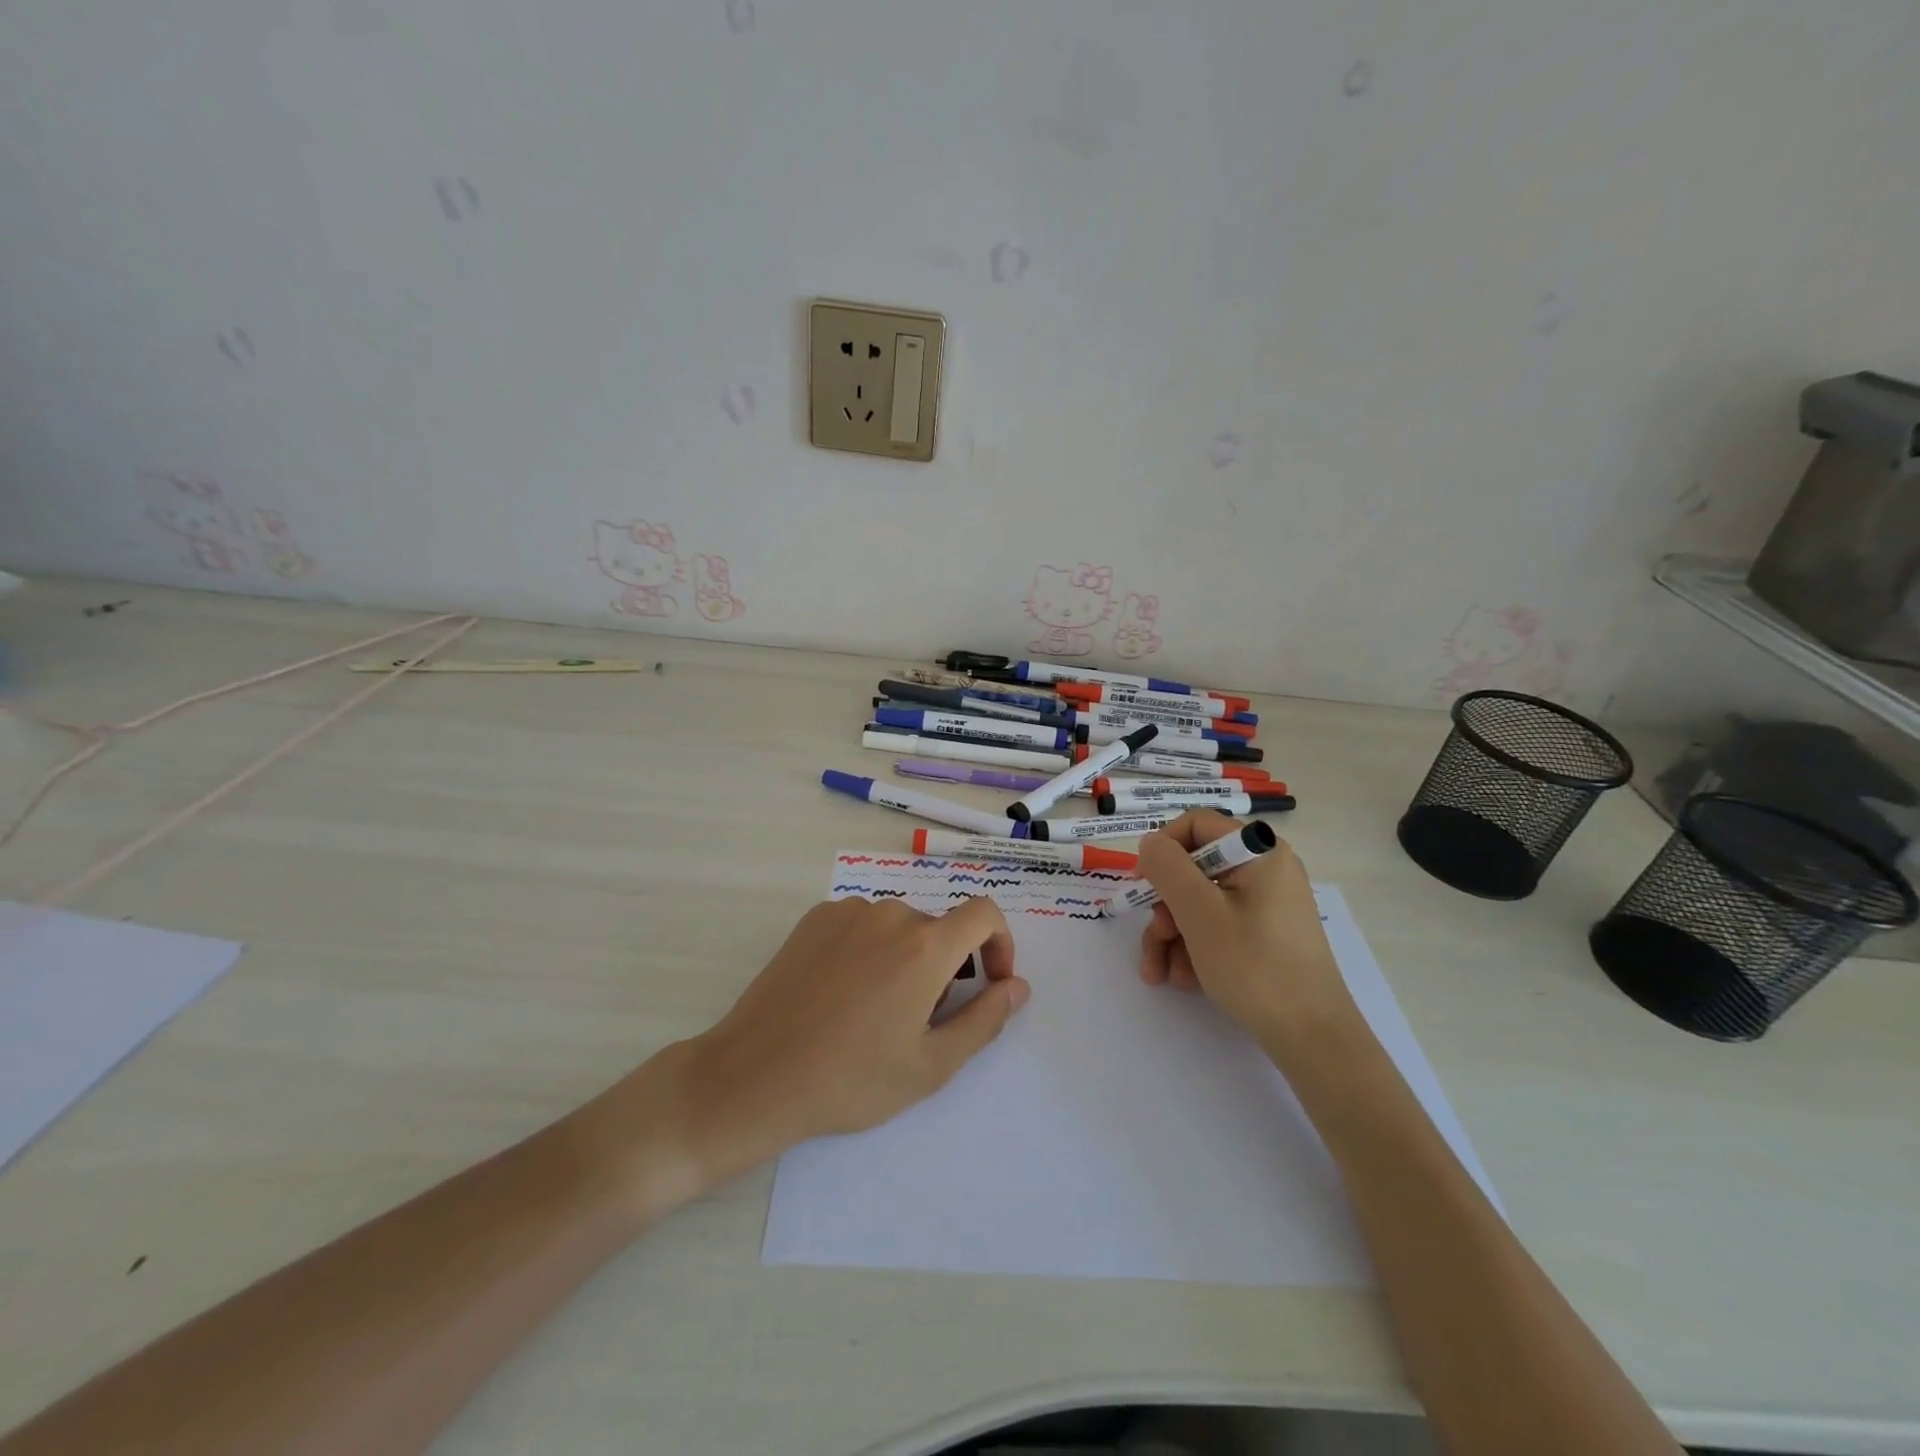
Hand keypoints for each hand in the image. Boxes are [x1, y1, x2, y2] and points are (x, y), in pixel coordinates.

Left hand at [669, 897, 1028, 1186]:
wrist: (754, 1076)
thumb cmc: (851, 1079)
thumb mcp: (931, 1064)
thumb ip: (985, 1019)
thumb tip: (1018, 986)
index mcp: (925, 945)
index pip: (984, 913)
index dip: (999, 943)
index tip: (988, 982)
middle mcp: (889, 914)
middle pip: (938, 929)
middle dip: (945, 967)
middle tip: (918, 1021)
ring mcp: (846, 912)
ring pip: (899, 928)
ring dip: (906, 959)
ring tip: (876, 1012)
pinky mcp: (813, 919)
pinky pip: (861, 925)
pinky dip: (869, 950)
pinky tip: (842, 995)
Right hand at [1136, 812, 1356, 1051]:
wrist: (1313, 1039)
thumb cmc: (1254, 966)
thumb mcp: (1199, 913)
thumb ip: (1168, 867)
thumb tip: (1151, 842)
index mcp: (1258, 852)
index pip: (1196, 825)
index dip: (1162, 849)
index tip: (1142, 884)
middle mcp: (1266, 870)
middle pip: (1195, 870)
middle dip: (1165, 907)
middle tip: (1154, 939)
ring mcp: (1267, 904)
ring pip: (1201, 903)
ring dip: (1172, 935)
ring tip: (1161, 973)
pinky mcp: (1266, 934)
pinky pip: (1219, 926)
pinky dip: (1195, 948)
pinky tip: (1184, 980)